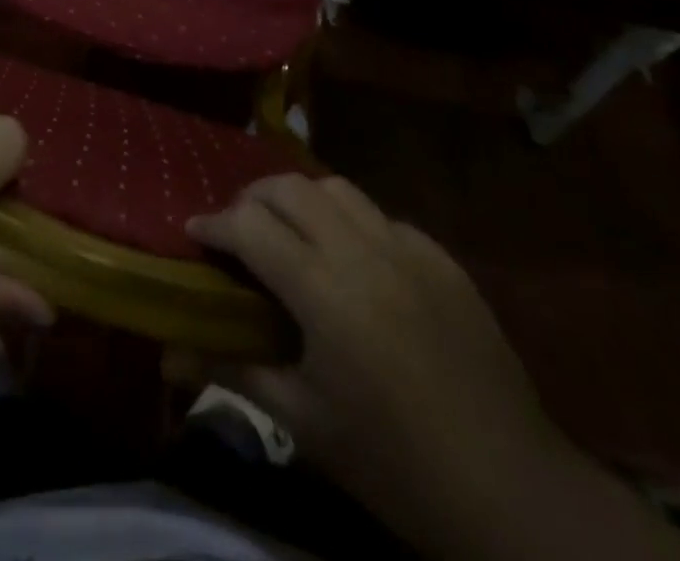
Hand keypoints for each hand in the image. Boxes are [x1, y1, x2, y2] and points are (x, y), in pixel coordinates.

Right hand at [182, 175, 573, 552]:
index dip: (213, 224)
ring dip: (302, 199)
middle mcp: (364, 253)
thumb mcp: (303, 422)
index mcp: (324, 292)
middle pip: (291, 188)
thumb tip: (167, 355)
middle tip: (238, 229)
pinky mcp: (444, 260)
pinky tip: (353, 262)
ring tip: (290, 232)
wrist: (512, 493)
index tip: (194, 232)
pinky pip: (383, 217)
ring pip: (338, 188)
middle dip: (252, 197)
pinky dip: (352, 224)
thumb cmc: (393, 463)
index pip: (249, 226)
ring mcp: (410, 250)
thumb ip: (231, 371)